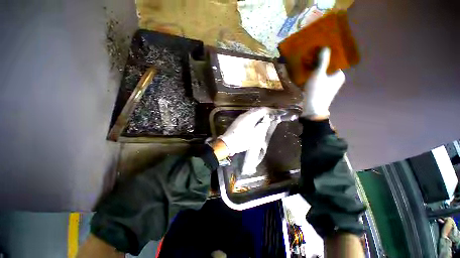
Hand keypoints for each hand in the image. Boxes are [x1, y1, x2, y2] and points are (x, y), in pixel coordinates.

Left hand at [219, 107, 271, 155]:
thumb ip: (261, 127)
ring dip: (258, 114)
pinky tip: (255, 121)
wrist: (227, 144)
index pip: (261, 110)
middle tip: (270, 115)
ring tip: (264, 118)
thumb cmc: (241, 140)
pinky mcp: (237, 121)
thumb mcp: (254, 136)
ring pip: (251, 113)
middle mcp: (244, 115)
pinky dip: (253, 117)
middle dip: (263, 112)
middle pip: (255, 110)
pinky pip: (247, 116)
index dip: (268, 111)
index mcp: (249, 117)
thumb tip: (266, 121)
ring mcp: (240, 118)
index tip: (274, 113)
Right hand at [302, 47, 344, 119]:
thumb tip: (325, 47)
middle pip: (328, 66)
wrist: (312, 109)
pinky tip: (307, 73)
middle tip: (311, 55)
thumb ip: (322, 61)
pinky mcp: (322, 89)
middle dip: (320, 61)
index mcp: (339, 74)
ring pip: (323, 73)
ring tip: (308, 62)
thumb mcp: (318, 75)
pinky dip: (314, 75)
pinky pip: (319, 78)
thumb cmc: (317, 91)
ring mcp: (329, 85)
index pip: (335, 60)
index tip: (319, 49)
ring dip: (316, 68)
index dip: (327, 54)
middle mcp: (336, 79)